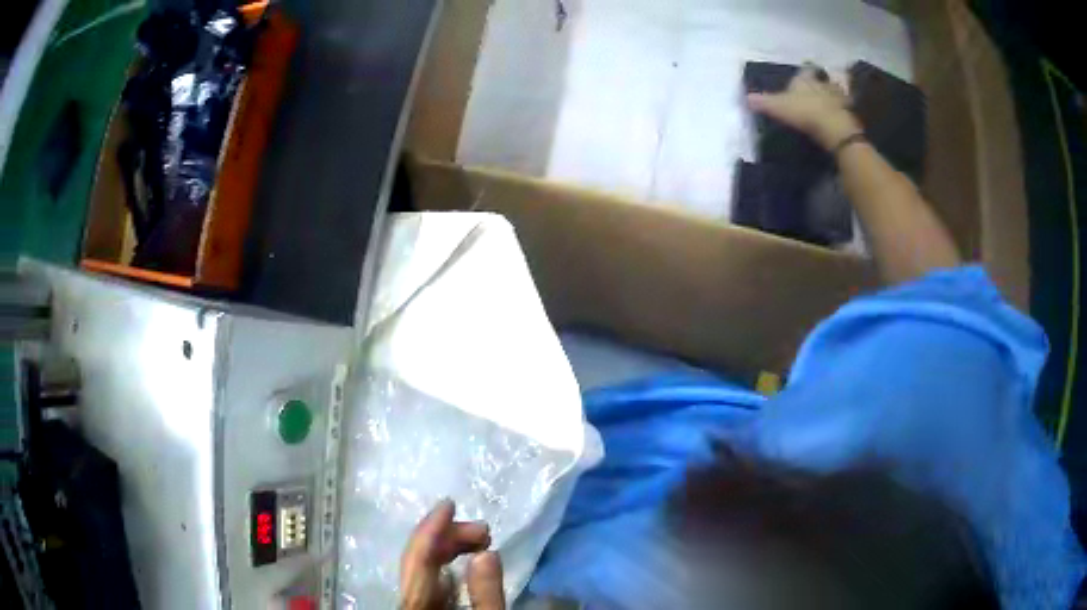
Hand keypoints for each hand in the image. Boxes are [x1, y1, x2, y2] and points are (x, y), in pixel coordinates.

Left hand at [400, 500, 505, 609]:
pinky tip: (466, 561)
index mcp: (416, 603)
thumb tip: (486, 553)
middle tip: (483, 531)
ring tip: (482, 541)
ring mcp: (414, 603)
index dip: (432, 529)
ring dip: (450, 550)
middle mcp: (408, 599)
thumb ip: (486, 594)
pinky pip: (428, 580)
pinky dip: (447, 565)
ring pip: (422, 569)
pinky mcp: (423, 606)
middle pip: (418, 560)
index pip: (419, 559)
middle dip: (448, 538)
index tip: (449, 504)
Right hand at [747, 65, 862, 151]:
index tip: (803, 76)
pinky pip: (847, 109)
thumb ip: (763, 102)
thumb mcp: (778, 107)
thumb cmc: (804, 111)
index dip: (804, 72)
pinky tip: (840, 117)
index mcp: (805, 78)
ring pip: (837, 92)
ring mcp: (839, 98)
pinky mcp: (850, 113)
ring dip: (835, 96)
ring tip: (831, 104)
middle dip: (821, 83)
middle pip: (822, 79)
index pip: (805, 70)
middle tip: (818, 90)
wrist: (833, 127)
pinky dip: (844, 111)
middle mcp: (823, 83)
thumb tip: (746, 97)